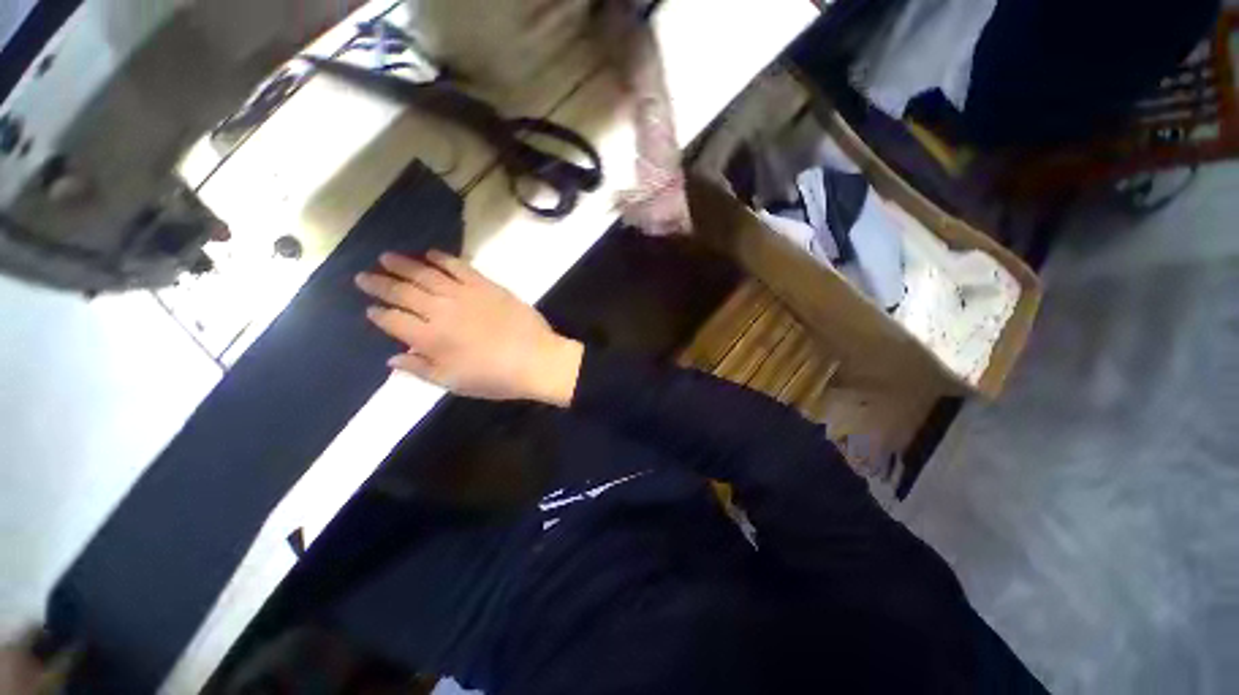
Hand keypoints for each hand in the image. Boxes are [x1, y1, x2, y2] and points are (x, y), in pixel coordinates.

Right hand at [356, 251, 582, 405]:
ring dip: (403, 265)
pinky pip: (459, 267)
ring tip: (386, 257)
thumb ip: (421, 369)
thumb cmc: (495, 377)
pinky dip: (442, 258)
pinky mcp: (486, 285)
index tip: (370, 309)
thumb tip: (393, 357)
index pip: (393, 321)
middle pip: (402, 292)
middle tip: (364, 276)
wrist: (536, 359)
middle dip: (380, 283)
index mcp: (430, 338)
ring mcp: (464, 294)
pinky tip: (430, 253)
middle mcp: (440, 311)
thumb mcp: (454, 383)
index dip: (379, 314)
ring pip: (425, 274)